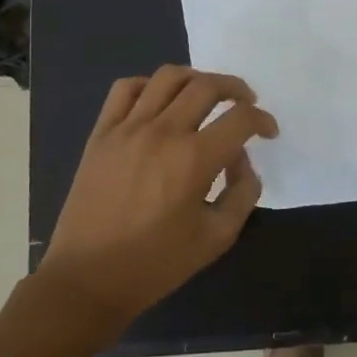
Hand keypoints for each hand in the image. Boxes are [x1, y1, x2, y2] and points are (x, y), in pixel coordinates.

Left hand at [35, 66, 277, 329]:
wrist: (88, 279)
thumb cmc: (156, 264)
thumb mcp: (217, 238)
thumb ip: (242, 193)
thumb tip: (241, 160)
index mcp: (194, 160)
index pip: (240, 118)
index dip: (263, 120)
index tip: (268, 132)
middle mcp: (163, 133)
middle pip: (207, 86)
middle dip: (236, 89)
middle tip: (245, 103)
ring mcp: (127, 129)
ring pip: (168, 77)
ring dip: (196, 78)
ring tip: (206, 94)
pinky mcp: (101, 134)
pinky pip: (125, 89)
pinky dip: (149, 85)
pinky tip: (159, 102)